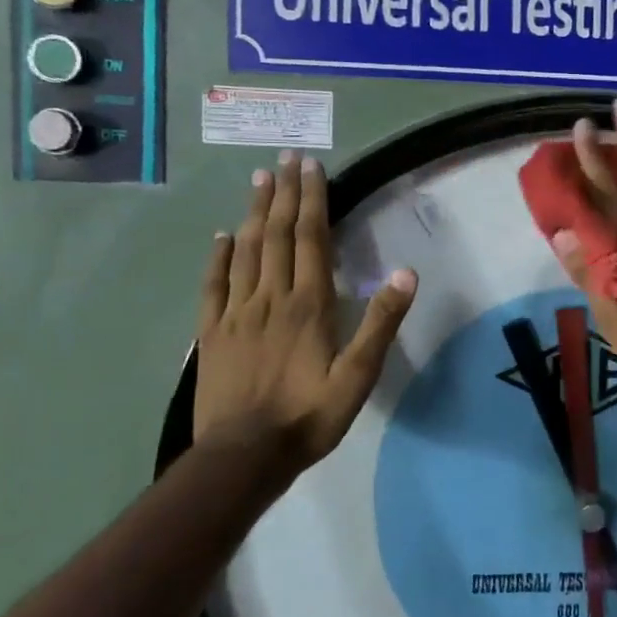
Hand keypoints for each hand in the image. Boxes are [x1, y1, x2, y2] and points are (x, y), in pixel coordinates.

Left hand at [194, 152, 416, 475]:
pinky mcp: (211, 333)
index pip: (310, 239)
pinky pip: (214, 285)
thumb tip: (405, 274)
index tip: (311, 168)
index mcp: (308, 305)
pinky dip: (219, 256)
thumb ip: (380, 324)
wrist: (243, 456)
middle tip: (285, 159)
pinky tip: (222, 237)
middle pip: (276, 235)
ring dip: (253, 213)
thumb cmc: (308, 417)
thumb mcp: (358, 377)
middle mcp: (271, 298)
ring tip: (259, 180)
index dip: (312, 201)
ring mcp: (236, 313)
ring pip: (245, 251)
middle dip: (283, 194)